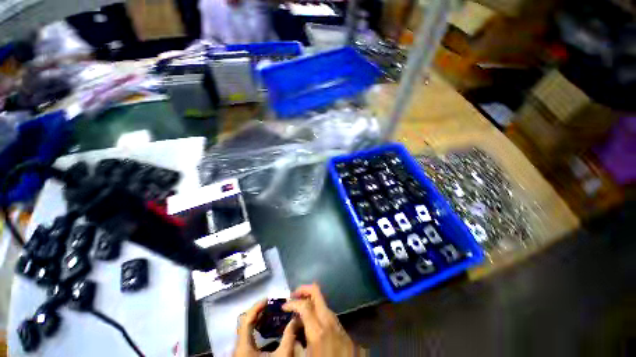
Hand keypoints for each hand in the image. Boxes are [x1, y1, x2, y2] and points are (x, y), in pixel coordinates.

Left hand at [234, 299, 300, 356]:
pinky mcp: (243, 354)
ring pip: (245, 328)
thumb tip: (297, 318)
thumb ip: (289, 336)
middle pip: (244, 322)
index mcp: (243, 345)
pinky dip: (256, 327)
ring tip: (270, 313)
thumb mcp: (282, 356)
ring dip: (257, 319)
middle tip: (272, 305)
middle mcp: (238, 346)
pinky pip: (247, 335)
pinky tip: (266, 327)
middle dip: (258, 311)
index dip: (256, 307)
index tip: (268, 299)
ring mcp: (240, 350)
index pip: (246, 320)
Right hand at [283, 284, 356, 356]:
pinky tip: (313, 322)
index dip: (292, 303)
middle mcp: (329, 321)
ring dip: (311, 301)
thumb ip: (295, 343)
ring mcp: (338, 324)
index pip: (304, 305)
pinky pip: (329, 314)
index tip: (284, 306)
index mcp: (318, 330)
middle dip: (304, 290)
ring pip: (323, 303)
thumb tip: (293, 328)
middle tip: (293, 295)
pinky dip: (318, 312)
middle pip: (317, 292)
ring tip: (301, 309)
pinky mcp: (343, 329)